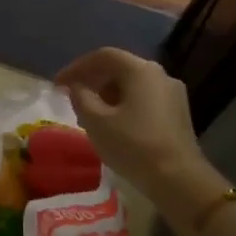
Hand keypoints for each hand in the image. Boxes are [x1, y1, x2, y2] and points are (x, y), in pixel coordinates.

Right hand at [55, 48, 212, 210]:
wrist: (177, 178)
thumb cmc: (132, 145)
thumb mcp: (96, 122)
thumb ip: (81, 97)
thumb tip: (76, 86)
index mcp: (140, 70)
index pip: (103, 56)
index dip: (76, 67)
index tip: (57, 84)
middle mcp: (160, 74)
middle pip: (120, 68)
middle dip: (92, 80)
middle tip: (72, 98)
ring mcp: (172, 93)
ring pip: (132, 85)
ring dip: (108, 94)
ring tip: (90, 114)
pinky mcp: (177, 112)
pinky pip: (144, 99)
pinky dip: (124, 104)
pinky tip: (113, 124)